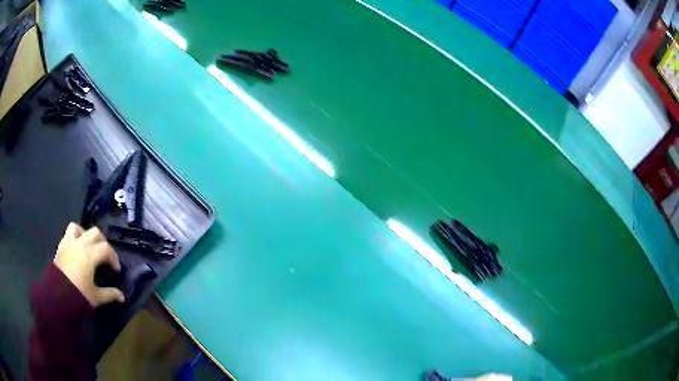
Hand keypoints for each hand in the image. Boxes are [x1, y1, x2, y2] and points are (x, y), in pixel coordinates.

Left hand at [54, 222, 124, 305]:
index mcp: (90, 254)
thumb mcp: (96, 297)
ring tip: (89, 246)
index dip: (114, 258)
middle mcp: (81, 243)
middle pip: (95, 233)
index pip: (106, 249)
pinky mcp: (62, 245)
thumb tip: (122, 296)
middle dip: (103, 243)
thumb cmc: (79, 294)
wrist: (58, 294)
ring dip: (86, 235)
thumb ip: (109, 294)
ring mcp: (69, 242)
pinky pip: (69, 233)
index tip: (116, 270)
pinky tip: (77, 248)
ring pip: (80, 228)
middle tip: (105, 256)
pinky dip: (75, 236)